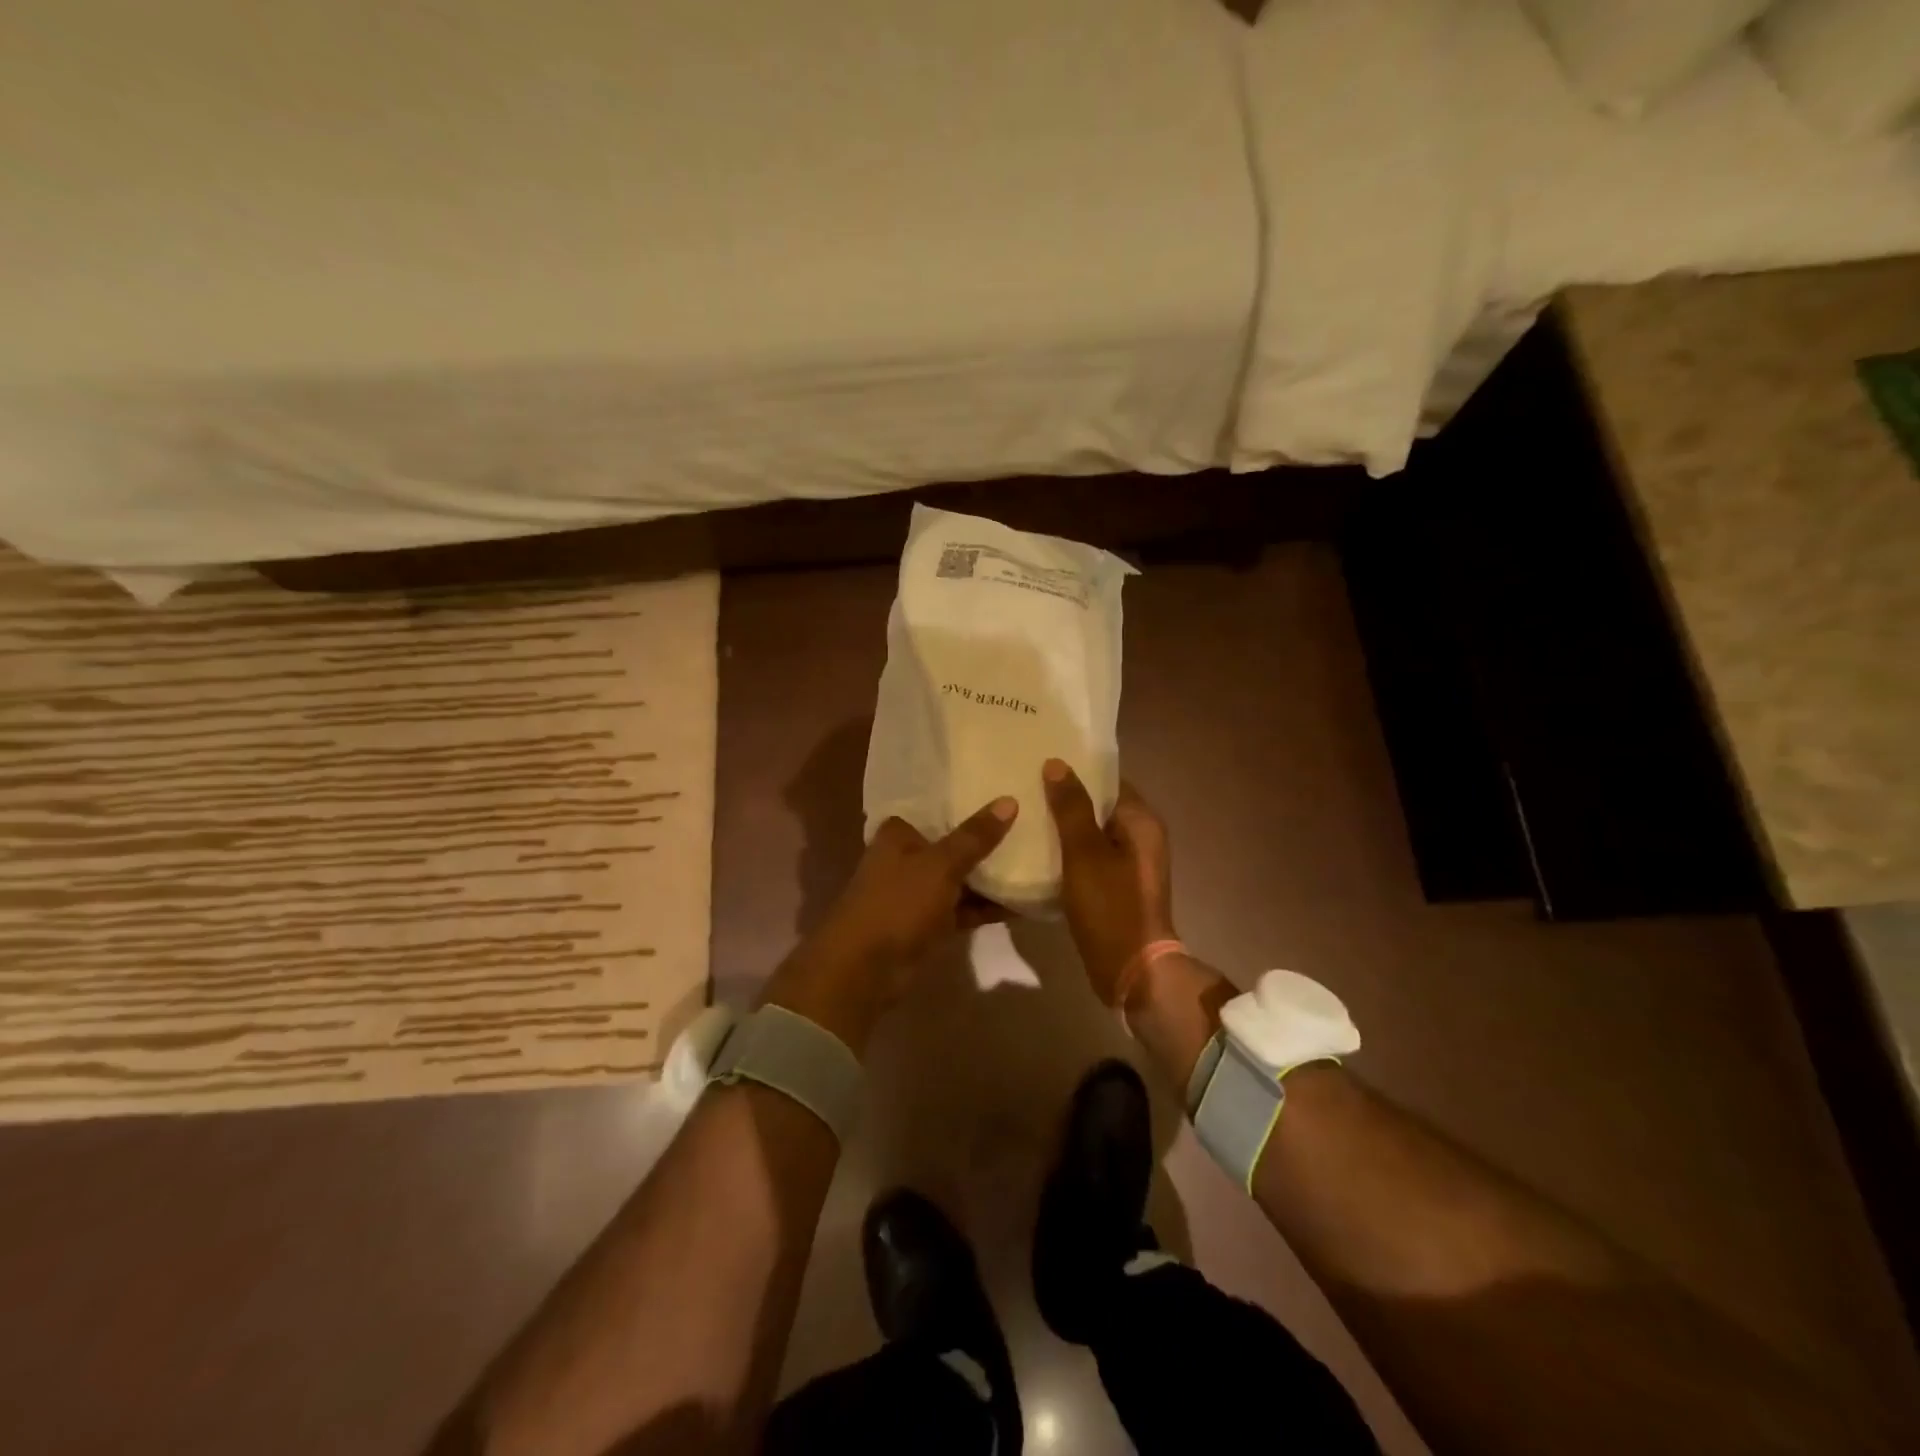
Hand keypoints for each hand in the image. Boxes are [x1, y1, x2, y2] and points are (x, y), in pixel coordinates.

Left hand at [763, 798, 1017, 1048]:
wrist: (865, 969)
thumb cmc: (897, 903)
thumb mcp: (941, 865)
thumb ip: (975, 836)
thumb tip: (1009, 801)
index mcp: (898, 834)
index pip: (937, 809)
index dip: (968, 802)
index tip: (1004, 793)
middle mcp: (905, 858)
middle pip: (952, 844)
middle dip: (985, 840)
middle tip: (1029, 825)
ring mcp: (916, 893)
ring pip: (960, 878)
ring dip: (989, 876)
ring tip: (1035, 862)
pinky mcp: (927, 924)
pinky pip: (963, 908)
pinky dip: (986, 906)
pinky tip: (1021, 902)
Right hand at [1042, 760, 1175, 1005]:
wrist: (1131, 970)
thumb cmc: (1110, 906)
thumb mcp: (1085, 852)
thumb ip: (1071, 807)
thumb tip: (1057, 764)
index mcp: (1141, 821)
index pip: (1108, 780)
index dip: (1076, 770)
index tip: (1040, 762)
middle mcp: (1141, 836)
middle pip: (1099, 806)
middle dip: (1065, 798)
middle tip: (1024, 786)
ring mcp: (1130, 863)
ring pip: (1092, 833)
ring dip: (1064, 826)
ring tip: (1025, 814)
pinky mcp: (1117, 886)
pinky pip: (1090, 857)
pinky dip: (1068, 852)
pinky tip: (1038, 851)